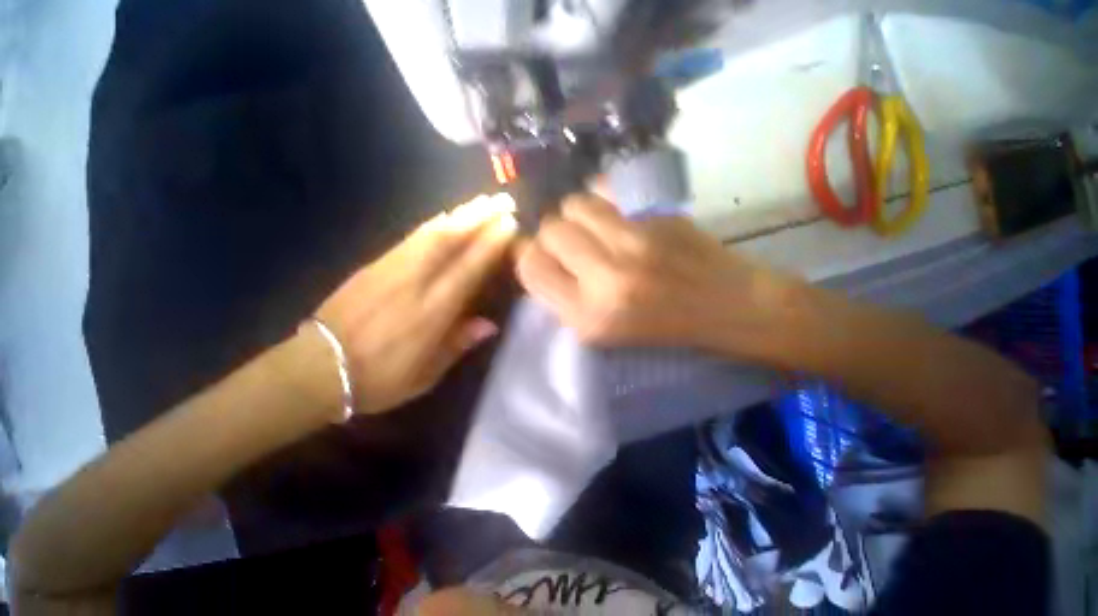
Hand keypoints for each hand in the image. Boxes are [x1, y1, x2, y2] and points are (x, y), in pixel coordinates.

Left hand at [315, 194, 516, 414]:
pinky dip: (435, 223)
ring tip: (482, 202)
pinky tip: (446, 216)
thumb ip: (459, 344)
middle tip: (502, 200)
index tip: (510, 225)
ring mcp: (391, 268)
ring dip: (460, 214)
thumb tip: (490, 324)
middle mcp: (415, 282)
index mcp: (432, 311)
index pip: (469, 269)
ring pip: (431, 232)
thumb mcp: (426, 374)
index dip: (491, 244)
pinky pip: (412, 237)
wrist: (315, 369)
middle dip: (479, 217)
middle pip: (450, 240)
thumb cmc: (378, 379)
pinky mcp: (374, 264)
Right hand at [516, 194, 803, 360]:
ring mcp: (635, 240)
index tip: (544, 259)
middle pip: (550, 230)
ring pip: (575, 204)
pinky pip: (607, 190)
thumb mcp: (601, 331)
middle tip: (573, 246)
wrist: (727, 306)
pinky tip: (615, 215)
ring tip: (594, 229)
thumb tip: (538, 256)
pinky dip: (603, 199)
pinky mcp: (658, 215)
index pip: (531, 267)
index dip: (531, 258)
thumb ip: (563, 295)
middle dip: (554, 236)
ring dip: (577, 215)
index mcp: (588, 315)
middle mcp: (607, 277)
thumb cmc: (660, 328)